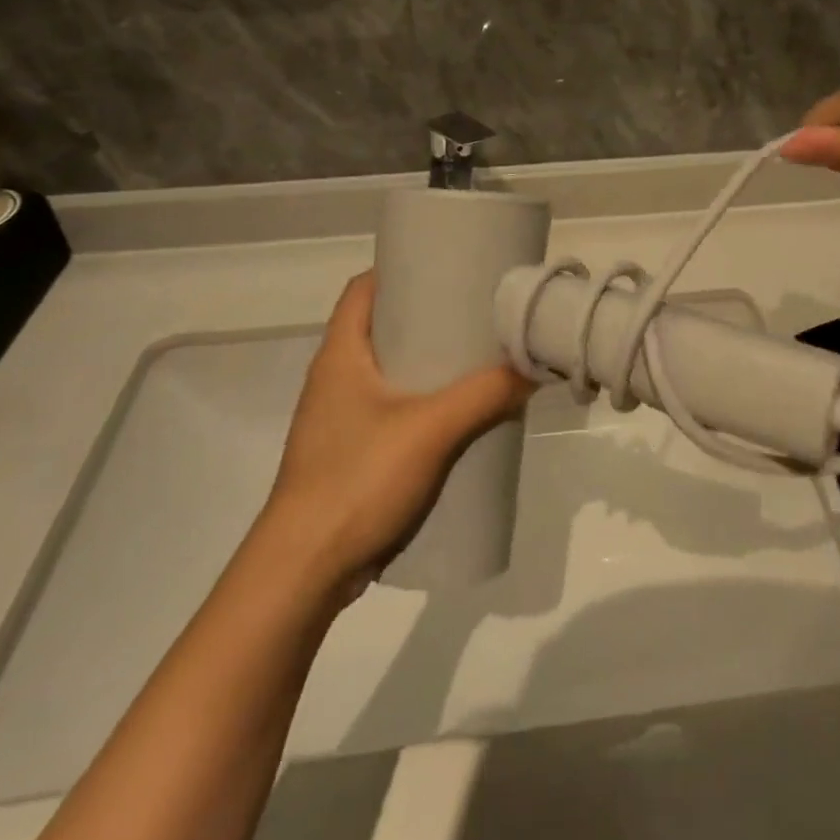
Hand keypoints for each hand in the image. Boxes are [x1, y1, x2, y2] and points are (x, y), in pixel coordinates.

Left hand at [268, 272, 533, 593]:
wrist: (304, 573)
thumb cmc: (357, 480)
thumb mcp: (431, 429)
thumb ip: (486, 394)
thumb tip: (535, 367)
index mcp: (341, 355)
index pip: (363, 288)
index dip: (400, 269)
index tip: (446, 266)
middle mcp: (335, 378)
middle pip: (381, 327)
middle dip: (427, 316)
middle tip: (476, 312)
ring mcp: (340, 419)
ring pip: (389, 371)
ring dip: (428, 363)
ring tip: (477, 358)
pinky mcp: (350, 453)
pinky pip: (392, 409)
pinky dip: (423, 402)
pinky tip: (458, 415)